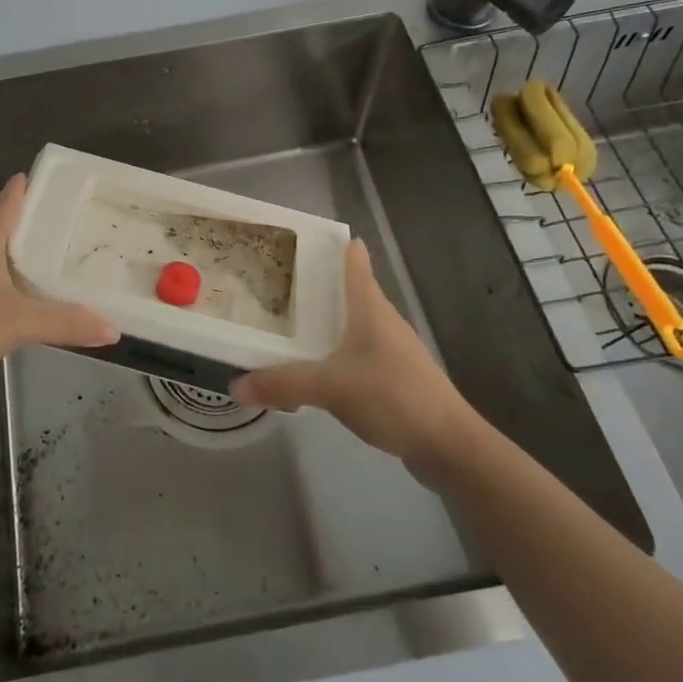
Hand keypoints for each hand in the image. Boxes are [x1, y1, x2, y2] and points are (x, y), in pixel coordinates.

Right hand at [229, 240, 468, 461]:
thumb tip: (235, 384)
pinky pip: (358, 355)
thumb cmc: (392, 396)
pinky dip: (337, 355)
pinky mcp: (397, 378)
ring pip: (354, 326)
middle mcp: (384, 322)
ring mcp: (393, 351)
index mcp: (371, 309)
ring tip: (291, 325)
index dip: (336, 247)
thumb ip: (282, 383)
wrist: (447, 444)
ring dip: (328, 323)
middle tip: (280, 282)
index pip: (355, 264)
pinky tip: (318, 370)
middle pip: (352, 293)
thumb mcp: (330, 387)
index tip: (308, 237)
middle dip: (319, 287)